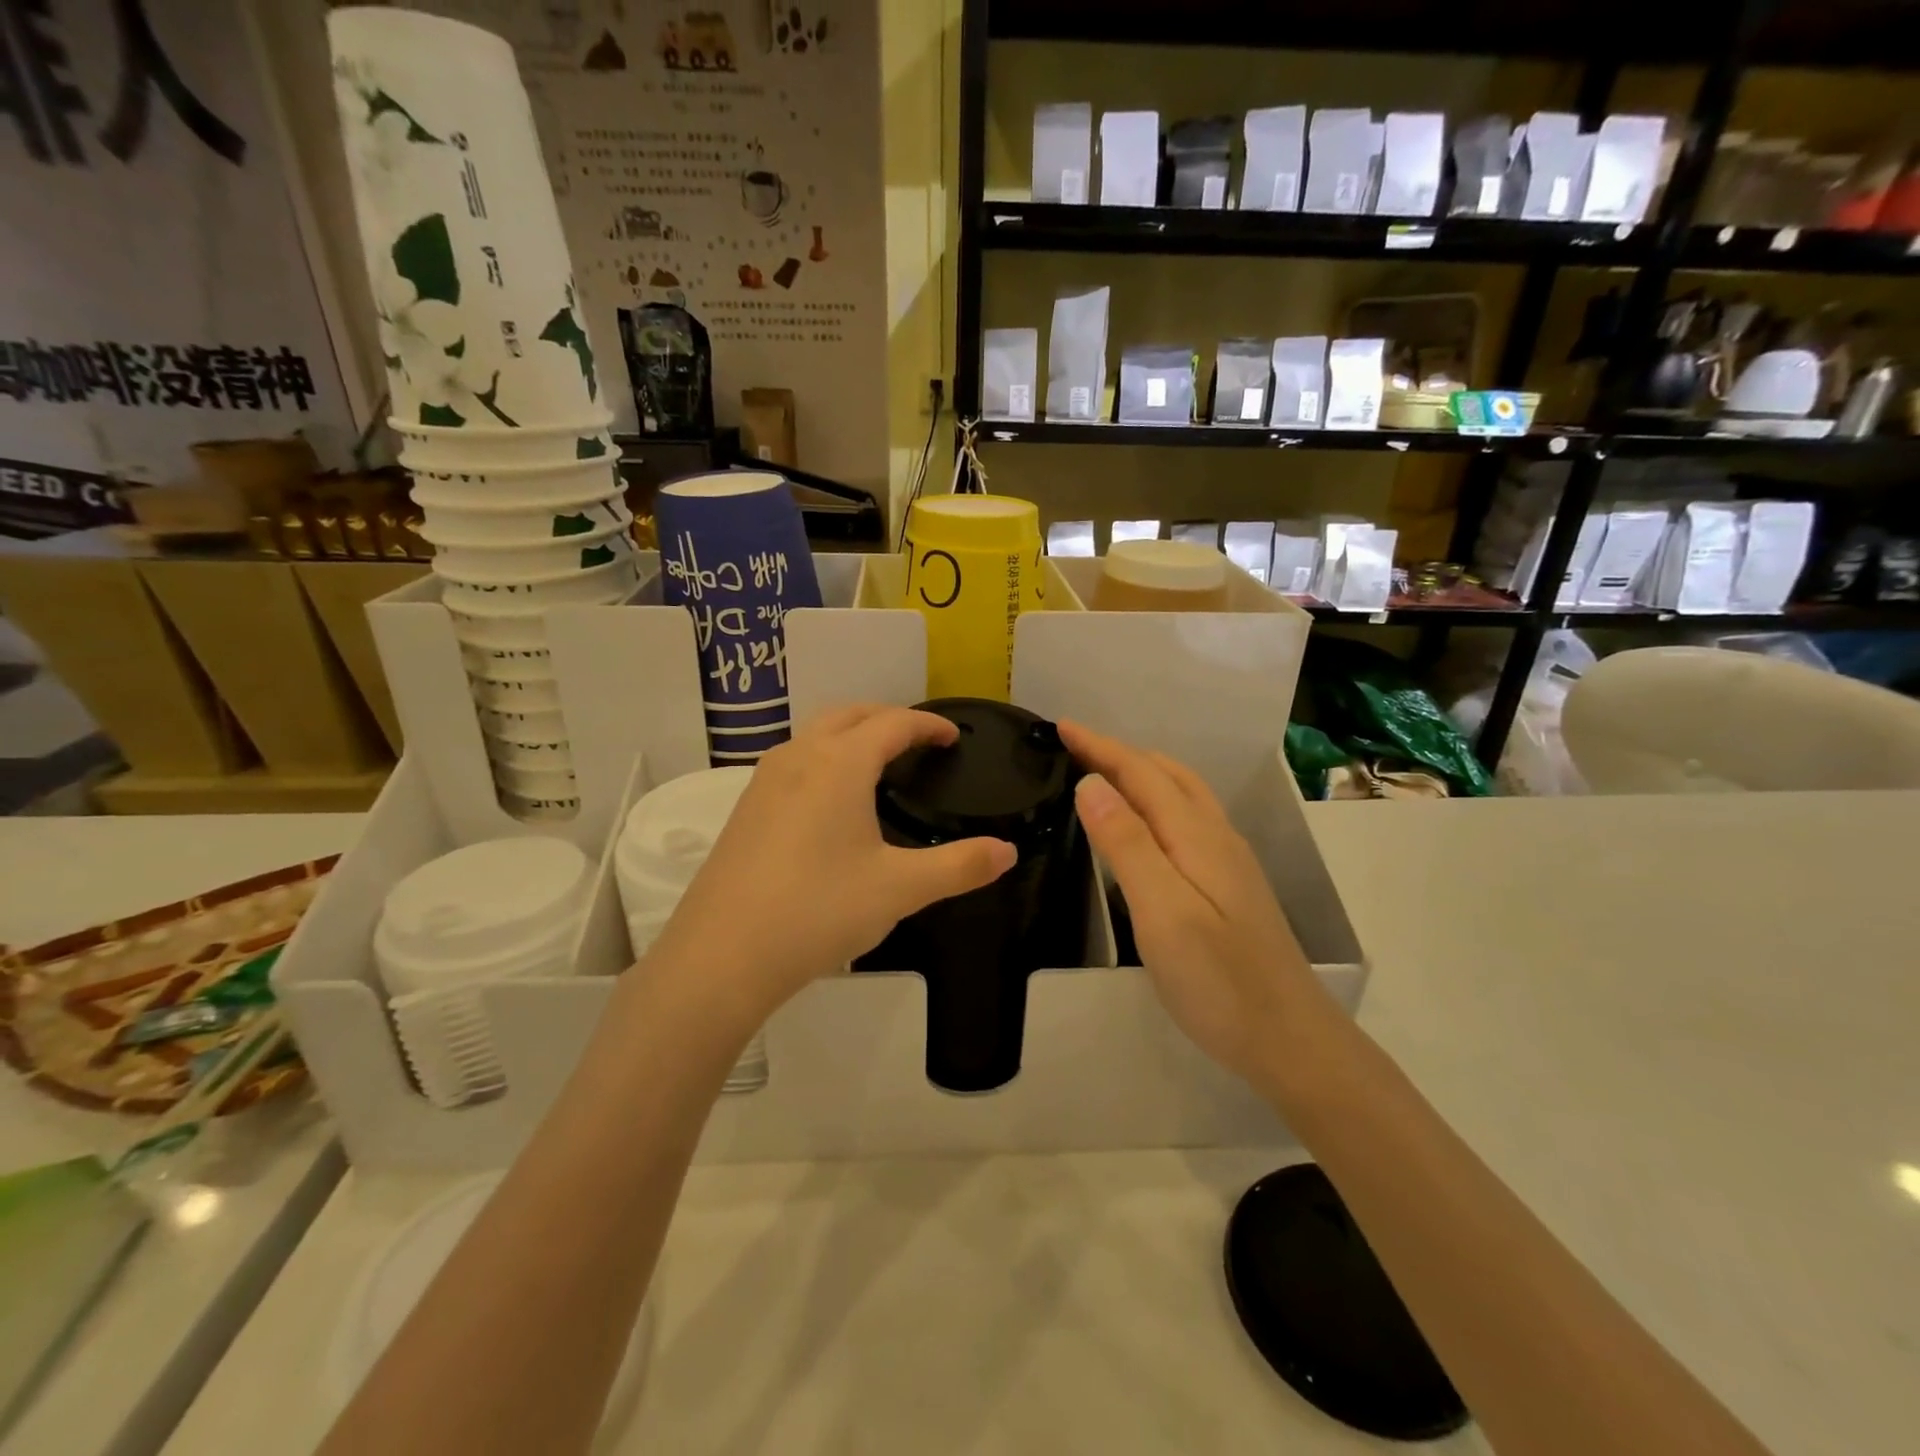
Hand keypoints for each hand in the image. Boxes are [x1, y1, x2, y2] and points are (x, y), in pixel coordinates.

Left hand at [647, 706, 1016, 1029]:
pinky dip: (824, 758)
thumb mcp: (900, 889)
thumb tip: (1007, 851)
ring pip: (816, 734)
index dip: (928, 725)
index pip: (893, 723)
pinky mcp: (745, 807)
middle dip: (889, 718)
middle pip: (850, 715)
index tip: (953, 737)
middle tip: (919, 742)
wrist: (721, 955)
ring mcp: (765, 780)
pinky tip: (831, 801)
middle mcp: (799, 757)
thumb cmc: (819, 910)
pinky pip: (794, 761)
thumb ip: (959, 866)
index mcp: (840, 764)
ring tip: (879, 764)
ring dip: (851, 734)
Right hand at [1059, 721, 1326, 1092]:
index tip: (1060, 726)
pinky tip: (1143, 823)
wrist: (1289, 1038)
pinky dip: (1155, 799)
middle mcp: (1216, 835)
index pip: (1141, 772)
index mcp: (1196, 835)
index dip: (1099, 746)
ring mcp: (1228, 859)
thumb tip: (1091, 783)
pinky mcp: (1229, 883)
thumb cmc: (1218, 980)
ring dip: (1140, 771)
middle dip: (1117, 752)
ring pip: (1181, 793)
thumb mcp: (1162, 911)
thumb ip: (1127, 844)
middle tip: (1071, 747)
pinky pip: (1186, 817)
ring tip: (1101, 772)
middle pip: (1164, 773)